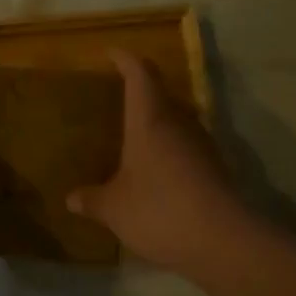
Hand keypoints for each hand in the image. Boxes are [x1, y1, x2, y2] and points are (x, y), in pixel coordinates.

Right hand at [67, 50, 247, 277]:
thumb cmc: (160, 210)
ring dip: (157, 124)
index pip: (140, 74)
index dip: (125, 59)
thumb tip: (71, 198)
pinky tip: (155, 173)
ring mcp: (202, 146)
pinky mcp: (216, 170)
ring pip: (177, 122)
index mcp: (150, 120)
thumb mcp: (114, 209)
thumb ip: (92, 200)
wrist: (224, 241)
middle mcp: (179, 124)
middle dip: (141, 92)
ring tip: (133, 137)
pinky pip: (186, 148)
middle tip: (117, 99)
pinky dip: (169, 151)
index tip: (112, 53)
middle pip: (162, 95)